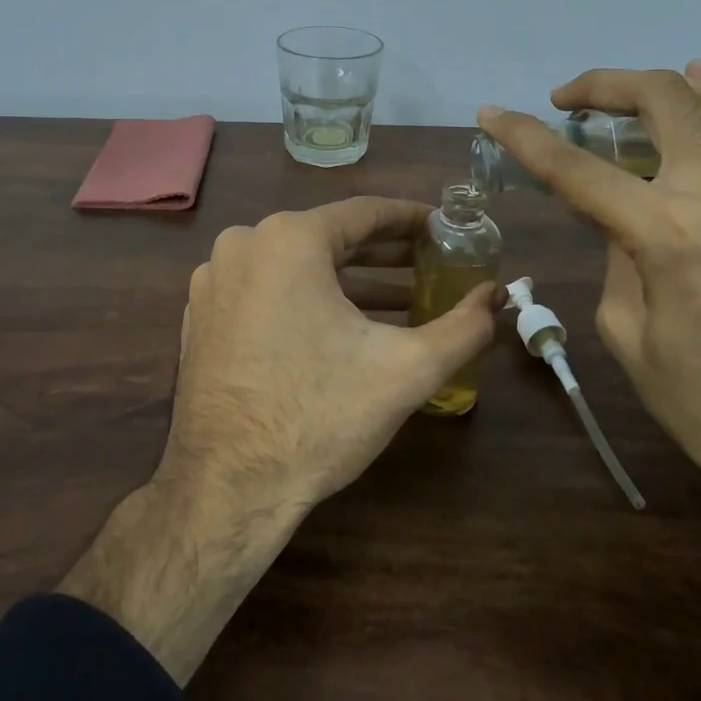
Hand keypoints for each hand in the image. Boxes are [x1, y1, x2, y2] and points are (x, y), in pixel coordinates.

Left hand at [61, 197, 496, 683]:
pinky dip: (307, 299)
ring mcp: (214, 280)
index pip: (365, 213)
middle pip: (330, 238)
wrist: (228, 488)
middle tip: (432, 265)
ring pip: (297, 266)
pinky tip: (343, 329)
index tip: (446, 229)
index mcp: (289, 240)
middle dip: (386, 254)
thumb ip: (463, 327)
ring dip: (350, 281)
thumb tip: (499, 296)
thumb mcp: (406, 370)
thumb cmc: (319, 417)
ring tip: (402, 301)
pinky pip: (266, 289)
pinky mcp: (201, 314)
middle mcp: (244, 244)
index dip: (412, 220)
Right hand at [478, 62, 700, 514]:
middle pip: (659, 98)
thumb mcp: (627, 333)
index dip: (523, 135)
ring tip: (638, 91)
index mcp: (664, 233)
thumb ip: (615, 255)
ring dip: (671, 79)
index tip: (492, 114)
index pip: (575, 167)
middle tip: (569, 100)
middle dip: (602, 85)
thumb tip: (617, 214)